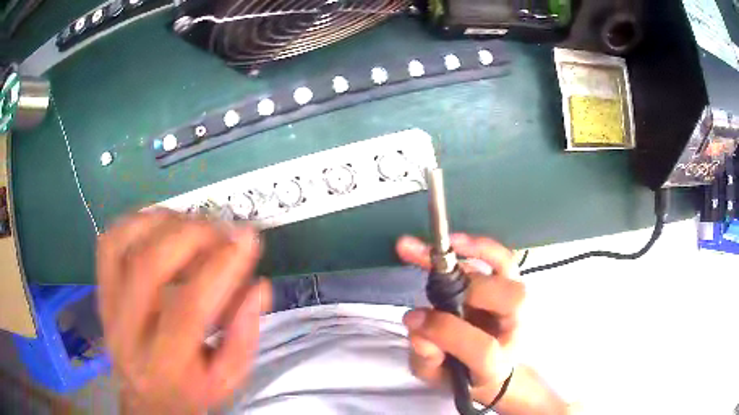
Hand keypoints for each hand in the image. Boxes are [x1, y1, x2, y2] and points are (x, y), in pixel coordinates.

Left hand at [97, 210, 270, 413]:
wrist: (146, 397)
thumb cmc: (191, 389)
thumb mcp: (228, 379)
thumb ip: (244, 336)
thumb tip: (259, 285)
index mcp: (166, 364)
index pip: (188, 308)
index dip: (220, 267)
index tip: (248, 239)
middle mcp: (127, 332)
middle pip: (148, 266)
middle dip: (191, 235)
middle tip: (222, 229)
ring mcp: (107, 305)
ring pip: (122, 243)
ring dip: (163, 222)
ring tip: (194, 225)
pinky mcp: (100, 288)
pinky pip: (109, 241)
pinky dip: (137, 221)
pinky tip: (162, 225)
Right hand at [396, 233, 523, 406]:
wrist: (494, 367)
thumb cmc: (463, 372)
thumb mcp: (437, 377)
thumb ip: (426, 359)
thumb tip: (417, 325)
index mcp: (497, 363)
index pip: (482, 348)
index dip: (448, 332)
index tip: (415, 319)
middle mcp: (515, 329)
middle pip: (511, 301)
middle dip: (469, 289)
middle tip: (431, 285)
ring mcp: (516, 303)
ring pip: (509, 271)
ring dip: (474, 253)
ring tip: (437, 246)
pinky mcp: (510, 284)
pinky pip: (502, 258)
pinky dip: (481, 246)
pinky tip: (454, 240)